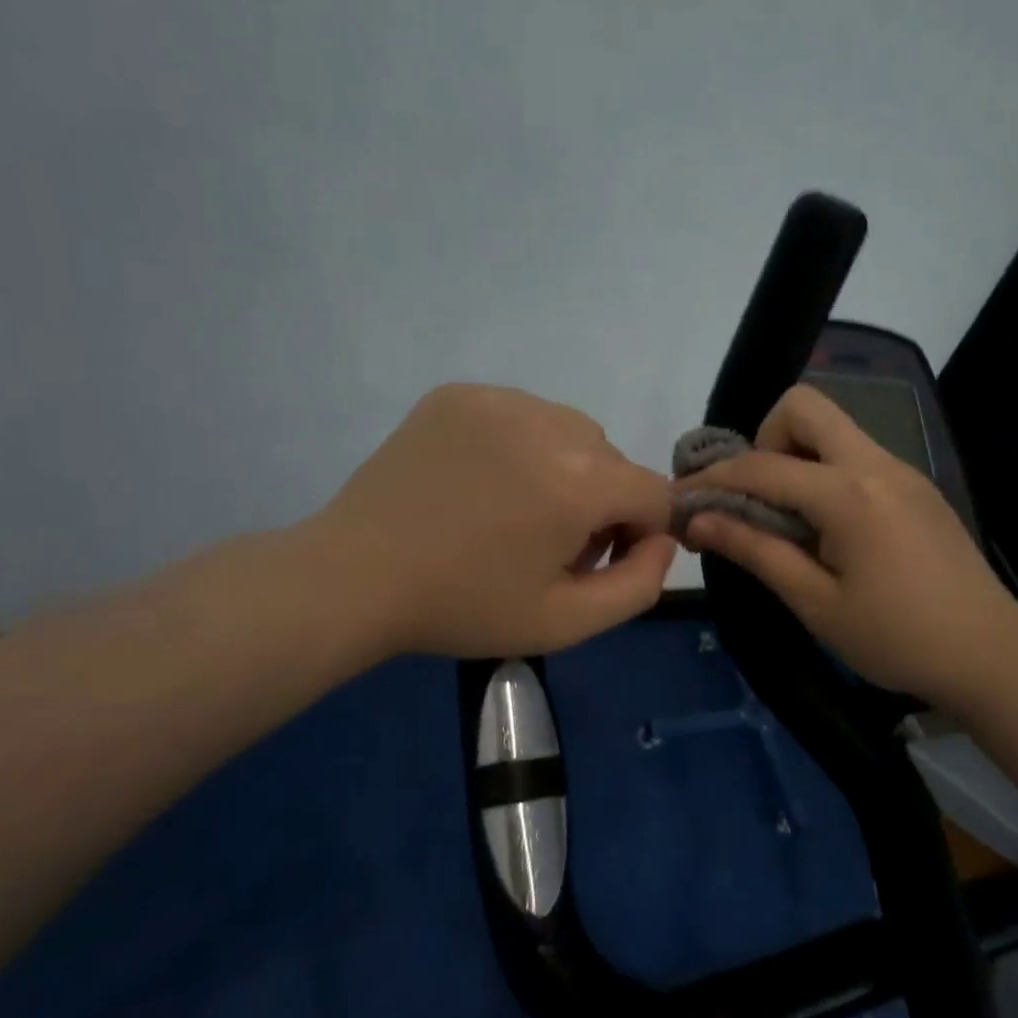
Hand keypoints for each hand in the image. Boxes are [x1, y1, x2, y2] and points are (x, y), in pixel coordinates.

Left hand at [307, 384, 675, 657]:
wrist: (355, 577)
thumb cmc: (465, 607)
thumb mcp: (566, 623)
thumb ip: (640, 585)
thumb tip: (663, 540)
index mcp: (580, 482)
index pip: (655, 495)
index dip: (637, 535)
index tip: (593, 562)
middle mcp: (550, 425)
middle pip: (613, 462)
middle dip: (600, 503)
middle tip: (547, 545)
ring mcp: (501, 400)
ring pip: (571, 432)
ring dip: (564, 468)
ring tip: (514, 509)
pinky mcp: (460, 394)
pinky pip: (523, 414)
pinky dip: (521, 445)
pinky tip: (482, 481)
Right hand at [674, 384, 1017, 708]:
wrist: (991, 653)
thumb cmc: (896, 638)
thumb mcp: (816, 602)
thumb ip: (755, 550)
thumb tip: (698, 520)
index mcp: (850, 494)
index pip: (762, 468)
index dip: (713, 481)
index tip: (681, 499)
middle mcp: (877, 464)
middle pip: (805, 408)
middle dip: (764, 441)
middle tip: (756, 498)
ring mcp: (903, 470)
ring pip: (834, 430)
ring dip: (796, 459)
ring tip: (787, 521)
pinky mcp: (917, 486)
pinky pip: (857, 457)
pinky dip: (826, 475)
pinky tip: (828, 529)